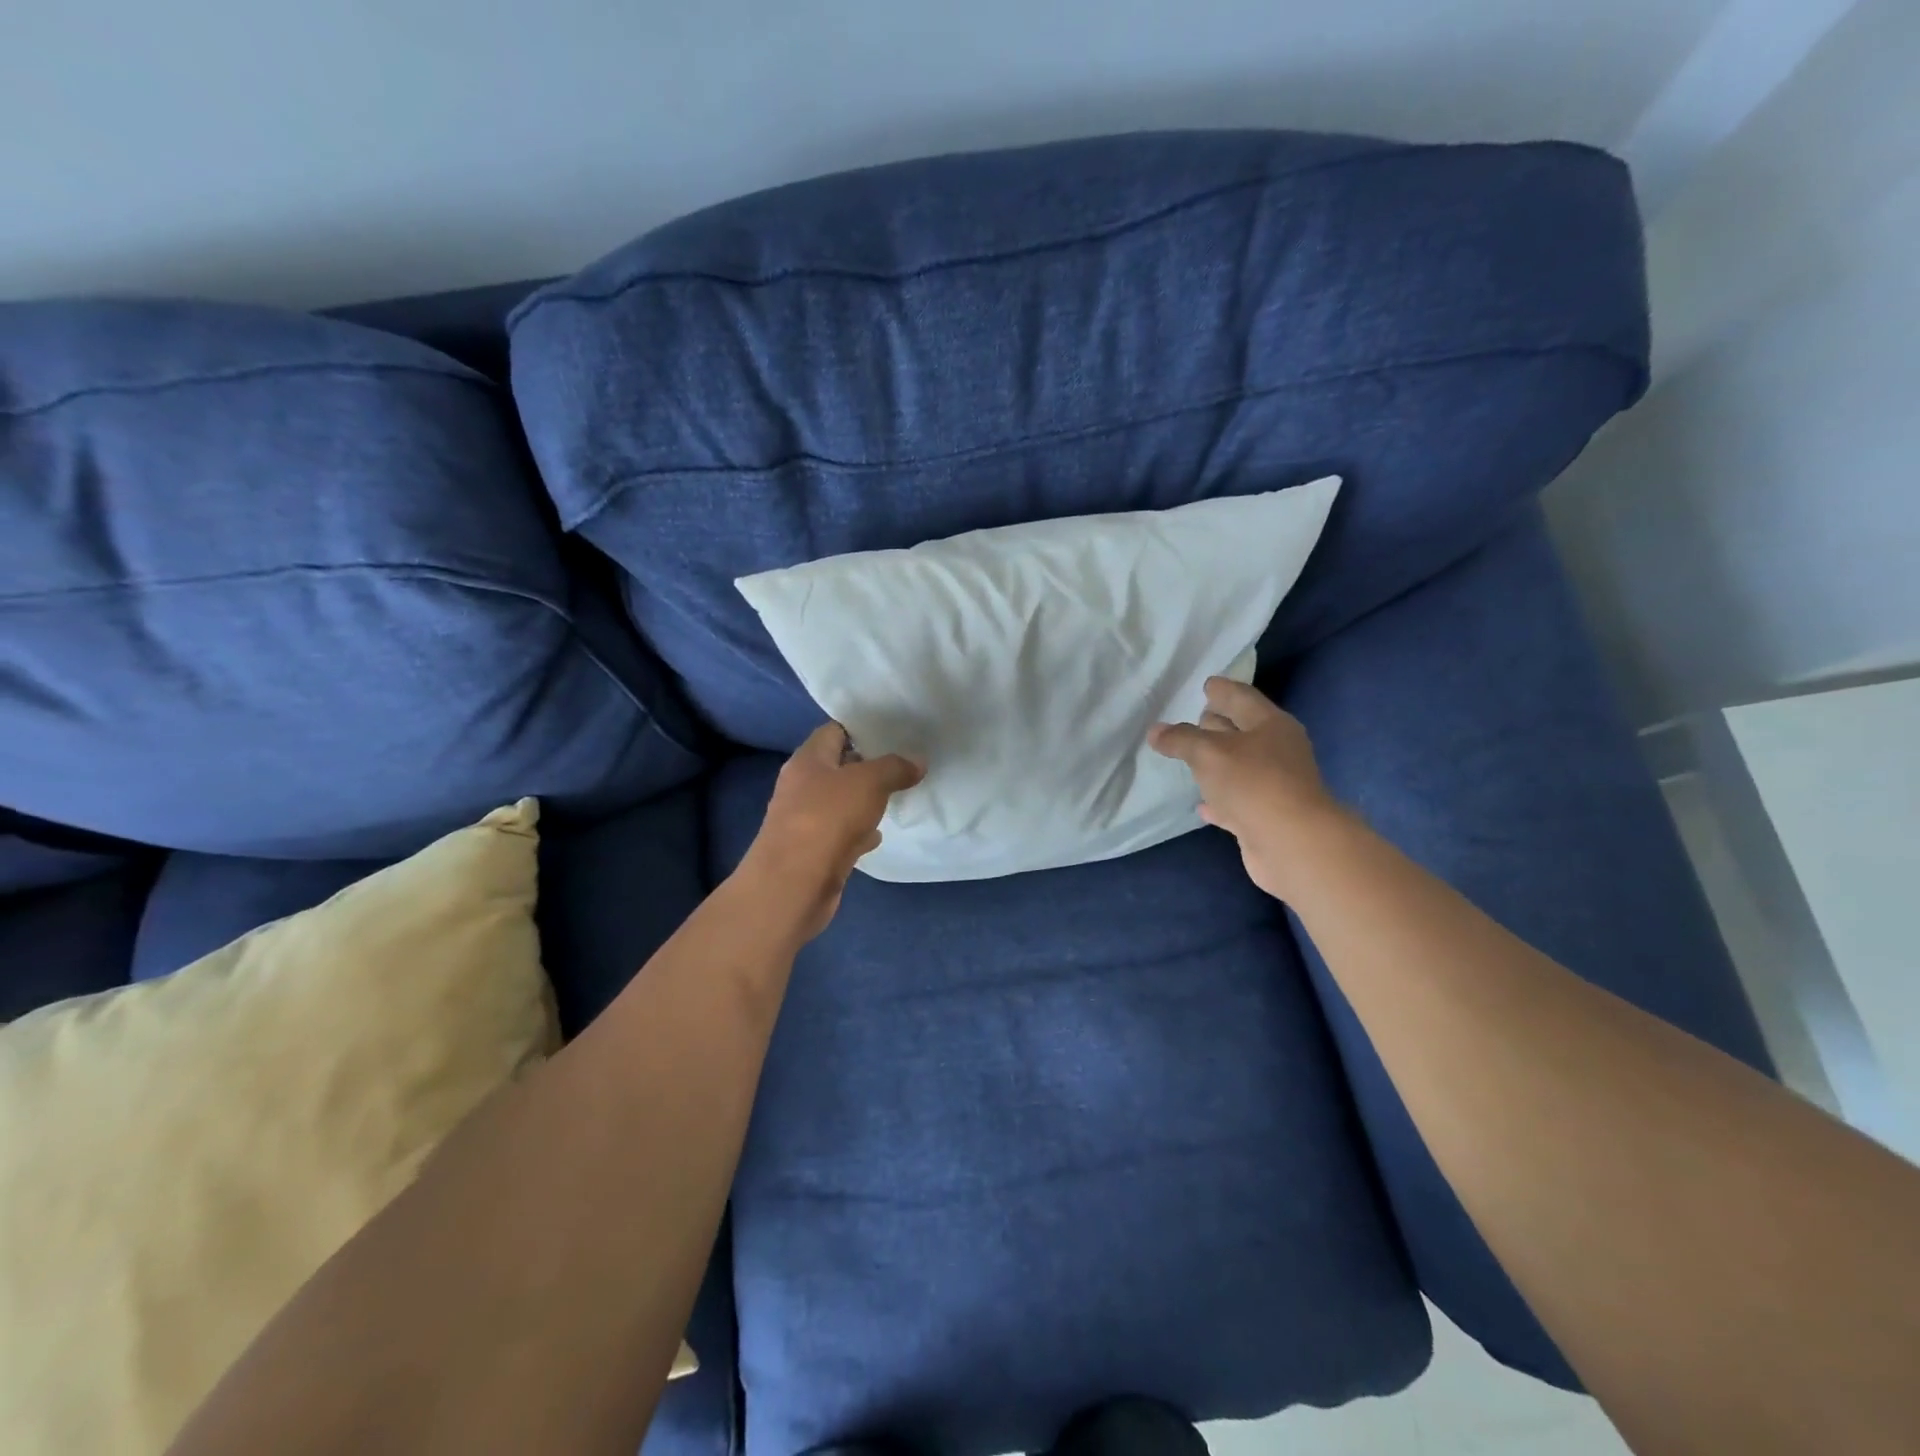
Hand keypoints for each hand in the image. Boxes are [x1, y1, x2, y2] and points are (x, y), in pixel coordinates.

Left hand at [737, 723, 925, 942]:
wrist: (793, 885)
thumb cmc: (827, 819)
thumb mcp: (869, 782)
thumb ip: (895, 767)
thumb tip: (918, 761)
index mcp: (808, 760)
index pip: (834, 731)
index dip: (861, 728)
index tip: (893, 731)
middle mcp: (802, 786)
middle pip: (838, 767)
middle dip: (868, 765)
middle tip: (904, 763)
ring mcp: (806, 820)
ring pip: (841, 802)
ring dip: (865, 800)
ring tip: (899, 794)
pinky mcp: (814, 851)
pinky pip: (841, 833)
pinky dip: (859, 831)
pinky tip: (878, 834)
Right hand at [1147, 677, 1348, 900]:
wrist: (1292, 843)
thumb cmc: (1253, 783)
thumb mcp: (1208, 753)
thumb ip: (1180, 739)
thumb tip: (1156, 731)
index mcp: (1270, 725)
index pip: (1242, 697)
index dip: (1222, 690)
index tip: (1205, 684)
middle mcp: (1277, 751)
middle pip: (1242, 731)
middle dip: (1217, 725)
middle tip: (1191, 719)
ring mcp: (1274, 786)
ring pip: (1239, 768)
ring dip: (1216, 764)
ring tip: (1189, 758)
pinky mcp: (1266, 817)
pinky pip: (1236, 802)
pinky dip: (1219, 800)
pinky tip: (1201, 805)